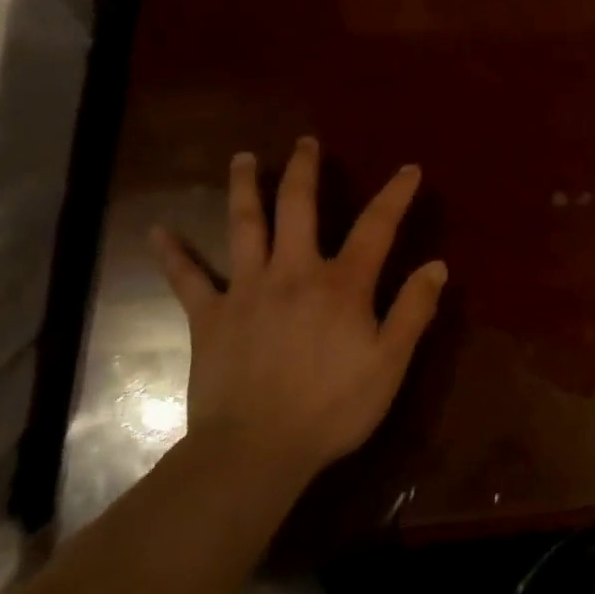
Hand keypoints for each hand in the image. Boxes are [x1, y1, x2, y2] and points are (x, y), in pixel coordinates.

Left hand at [150, 137, 447, 481]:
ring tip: (241, 158)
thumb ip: (413, 311)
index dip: (395, 195)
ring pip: (243, 226)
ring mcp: (246, 290)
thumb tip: (437, 265)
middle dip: (303, 170)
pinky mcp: (210, 316)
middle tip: (304, 142)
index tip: (408, 169)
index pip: (376, 227)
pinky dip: (173, 254)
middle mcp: (293, 272)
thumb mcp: (388, 364)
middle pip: (298, 207)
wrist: (255, 451)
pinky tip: (157, 232)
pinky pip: (187, 279)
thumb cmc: (331, 409)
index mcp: (341, 284)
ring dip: (243, 188)